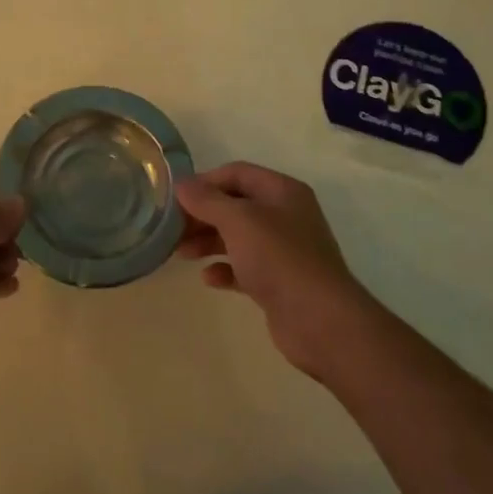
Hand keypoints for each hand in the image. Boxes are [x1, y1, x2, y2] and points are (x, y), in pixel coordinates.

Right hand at [177, 162, 375, 378]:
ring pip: (238, 237)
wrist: (320, 321)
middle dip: (203, 214)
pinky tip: (208, 278)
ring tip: (181, 253)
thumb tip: (182, 184)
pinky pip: (245, 267)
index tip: (176, 197)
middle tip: (172, 228)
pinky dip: (225, 268)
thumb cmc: (279, 259)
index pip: (237, 173)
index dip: (205, 181)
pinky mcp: (279, 282)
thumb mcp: (239, 221)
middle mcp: (285, 215)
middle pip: (235, 205)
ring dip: (208, 241)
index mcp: (282, 191)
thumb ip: (207, 200)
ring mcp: (284, 250)